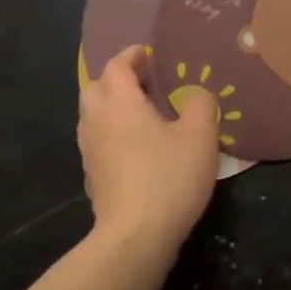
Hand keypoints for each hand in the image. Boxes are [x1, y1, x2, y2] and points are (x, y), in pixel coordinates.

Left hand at [78, 46, 219, 254]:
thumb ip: (200, 105)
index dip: (132, 56)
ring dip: (112, 105)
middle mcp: (96, 121)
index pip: (116, 66)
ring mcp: (90, 151)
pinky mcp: (92, 176)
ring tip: (142, 112)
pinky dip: (112, 131)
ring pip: (93, 115)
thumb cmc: (169, 177)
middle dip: (116, 78)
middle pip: (96, 87)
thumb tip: (196, 94)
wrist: (136, 236)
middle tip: (144, 81)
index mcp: (119, 103)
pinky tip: (136, 145)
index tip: (149, 54)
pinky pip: (98, 140)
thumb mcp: (200, 136)